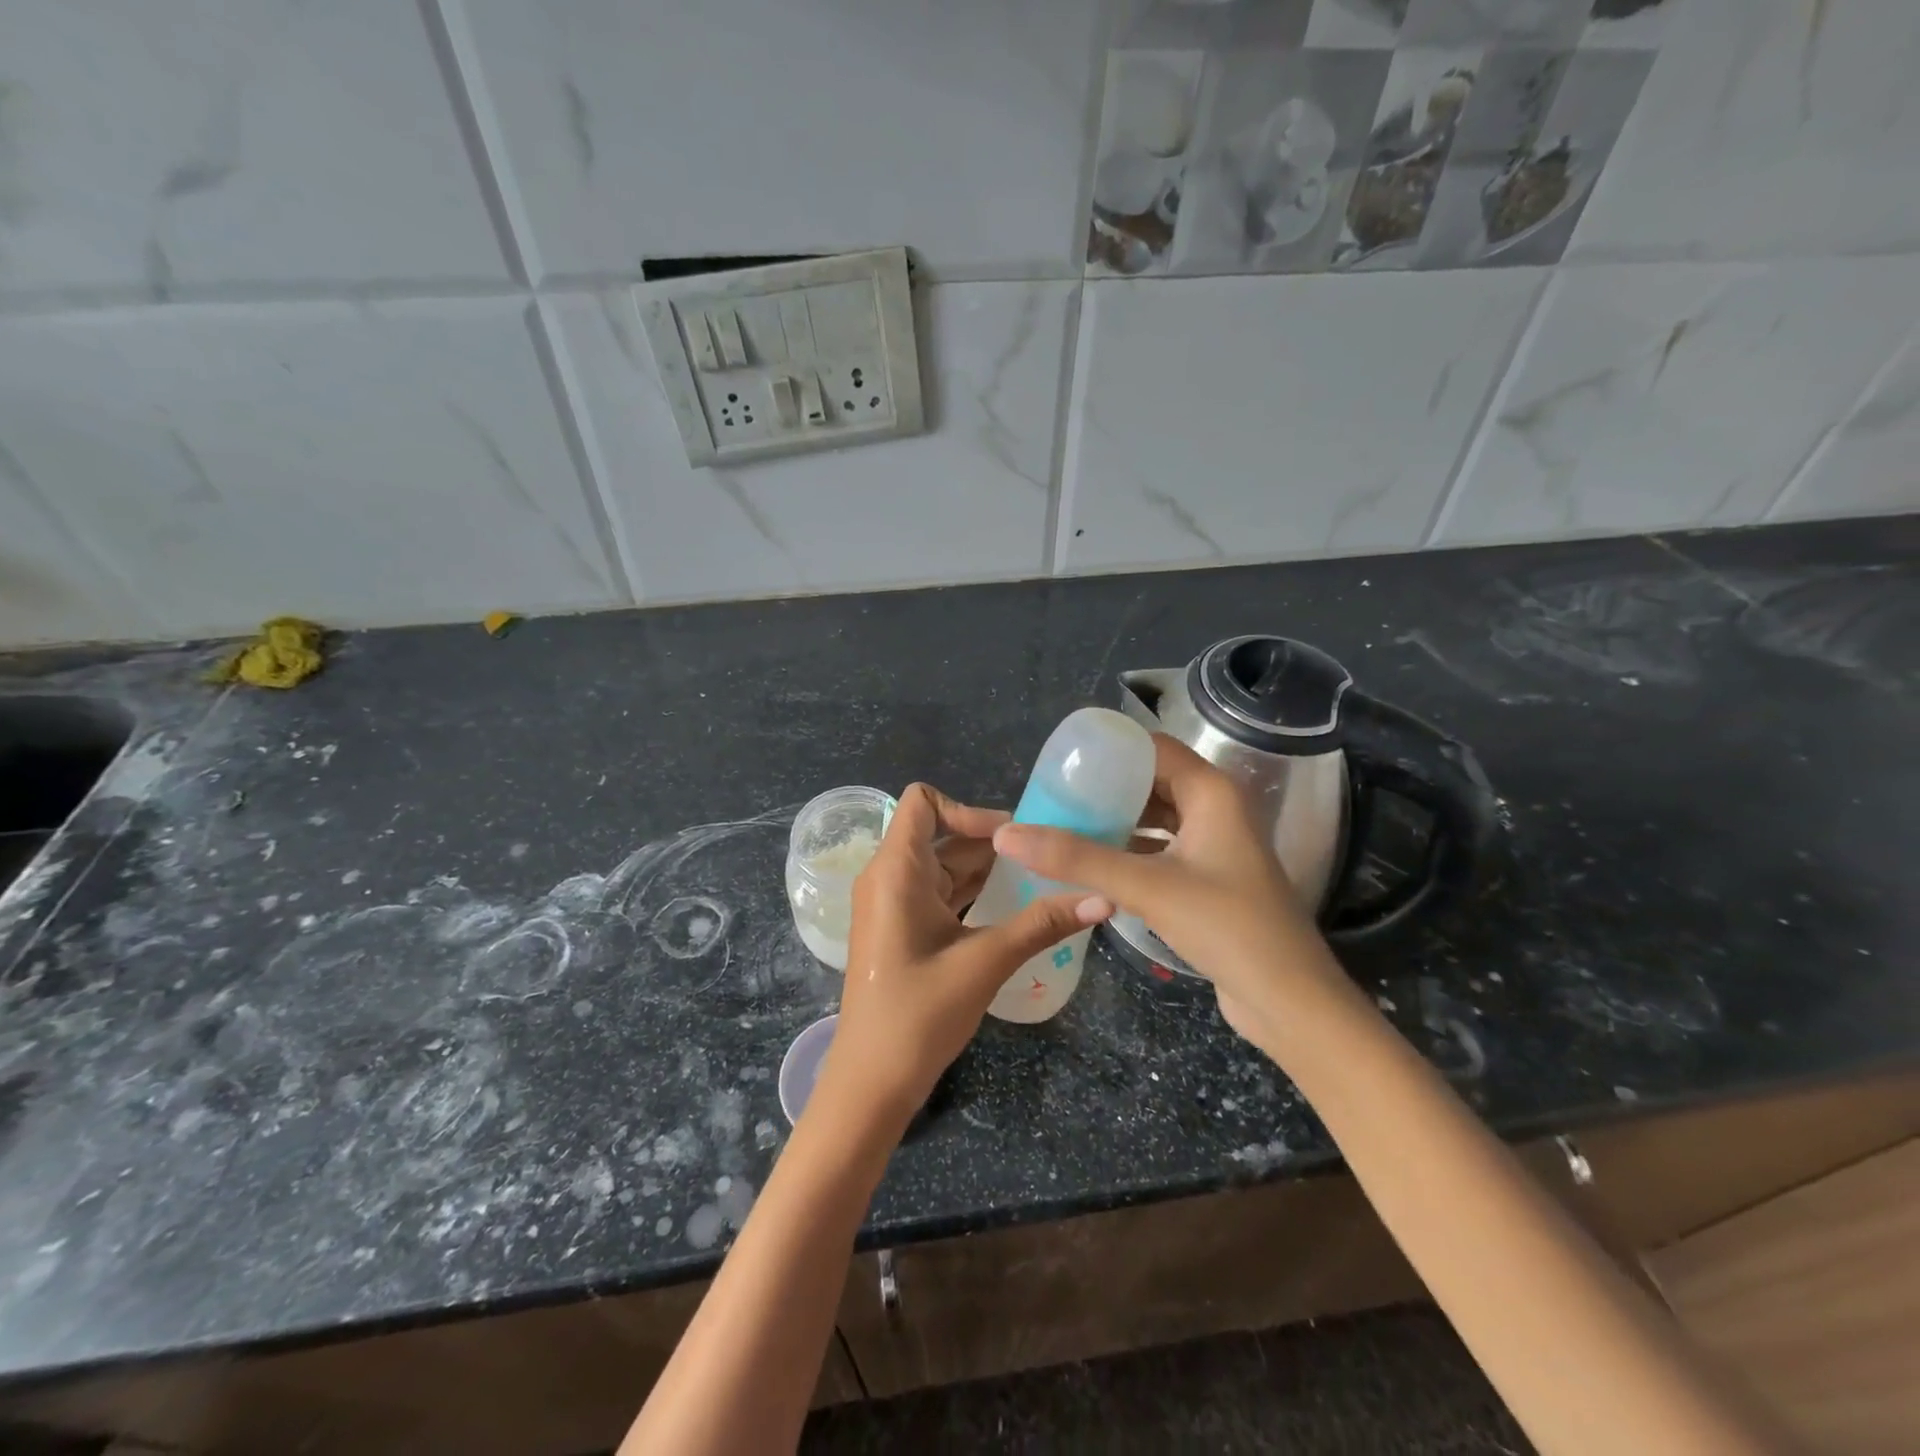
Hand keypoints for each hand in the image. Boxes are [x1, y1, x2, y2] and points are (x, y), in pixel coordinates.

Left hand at [820, 783, 1111, 1126]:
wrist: (871, 1082)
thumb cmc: (919, 1014)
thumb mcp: (985, 962)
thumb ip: (1042, 925)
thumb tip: (1105, 898)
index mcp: (895, 870)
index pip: (923, 802)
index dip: (967, 809)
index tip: (1011, 839)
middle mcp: (887, 877)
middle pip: (939, 834)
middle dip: (990, 842)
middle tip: (1044, 857)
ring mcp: (891, 904)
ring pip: (941, 866)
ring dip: (985, 869)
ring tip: (1038, 879)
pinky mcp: (900, 929)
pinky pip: (937, 893)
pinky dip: (970, 892)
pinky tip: (1011, 907)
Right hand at [991, 735, 1348, 1050]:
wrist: (1289, 1001)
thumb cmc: (1227, 927)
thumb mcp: (1146, 886)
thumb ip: (1077, 858)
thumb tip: (1008, 835)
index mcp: (1212, 793)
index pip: (1152, 749)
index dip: (1109, 751)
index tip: (1062, 763)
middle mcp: (1217, 810)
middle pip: (1152, 782)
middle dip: (1105, 789)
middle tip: (1055, 799)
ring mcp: (1216, 847)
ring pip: (1156, 819)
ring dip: (1116, 822)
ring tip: (1065, 828)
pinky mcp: (1210, 880)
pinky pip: (1161, 851)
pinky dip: (1130, 852)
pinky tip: (1094, 865)